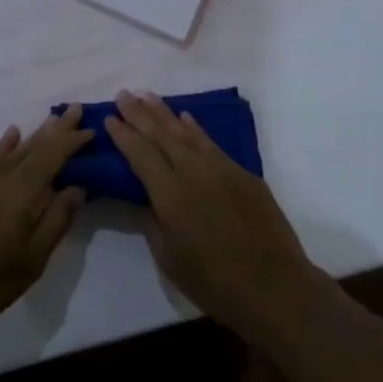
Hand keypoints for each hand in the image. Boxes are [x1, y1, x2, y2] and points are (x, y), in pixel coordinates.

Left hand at [0, 104, 92, 329]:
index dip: (73, 142)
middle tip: (75, 110)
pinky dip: (3, 146)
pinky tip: (8, 139)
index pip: (54, 155)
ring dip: (34, 134)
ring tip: (50, 119)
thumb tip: (76, 188)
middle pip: (34, 145)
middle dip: (57, 129)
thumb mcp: (29, 260)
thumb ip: (55, 222)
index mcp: (23, 190)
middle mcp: (1, 176)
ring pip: (12, 149)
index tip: (92, 130)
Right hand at [104, 91, 328, 343]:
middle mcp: (194, 172)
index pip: (140, 154)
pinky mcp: (243, 173)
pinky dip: (195, 129)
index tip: (109, 117)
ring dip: (165, 113)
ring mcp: (221, 168)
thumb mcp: (169, 258)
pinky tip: (186, 118)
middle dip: (139, 113)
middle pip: (161, 135)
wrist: (274, 287)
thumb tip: (148, 197)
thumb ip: (153, 221)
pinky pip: (210, 143)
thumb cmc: (214, 283)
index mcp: (171, 194)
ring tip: (148, 96)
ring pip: (187, 132)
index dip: (123, 134)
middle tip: (123, 94)